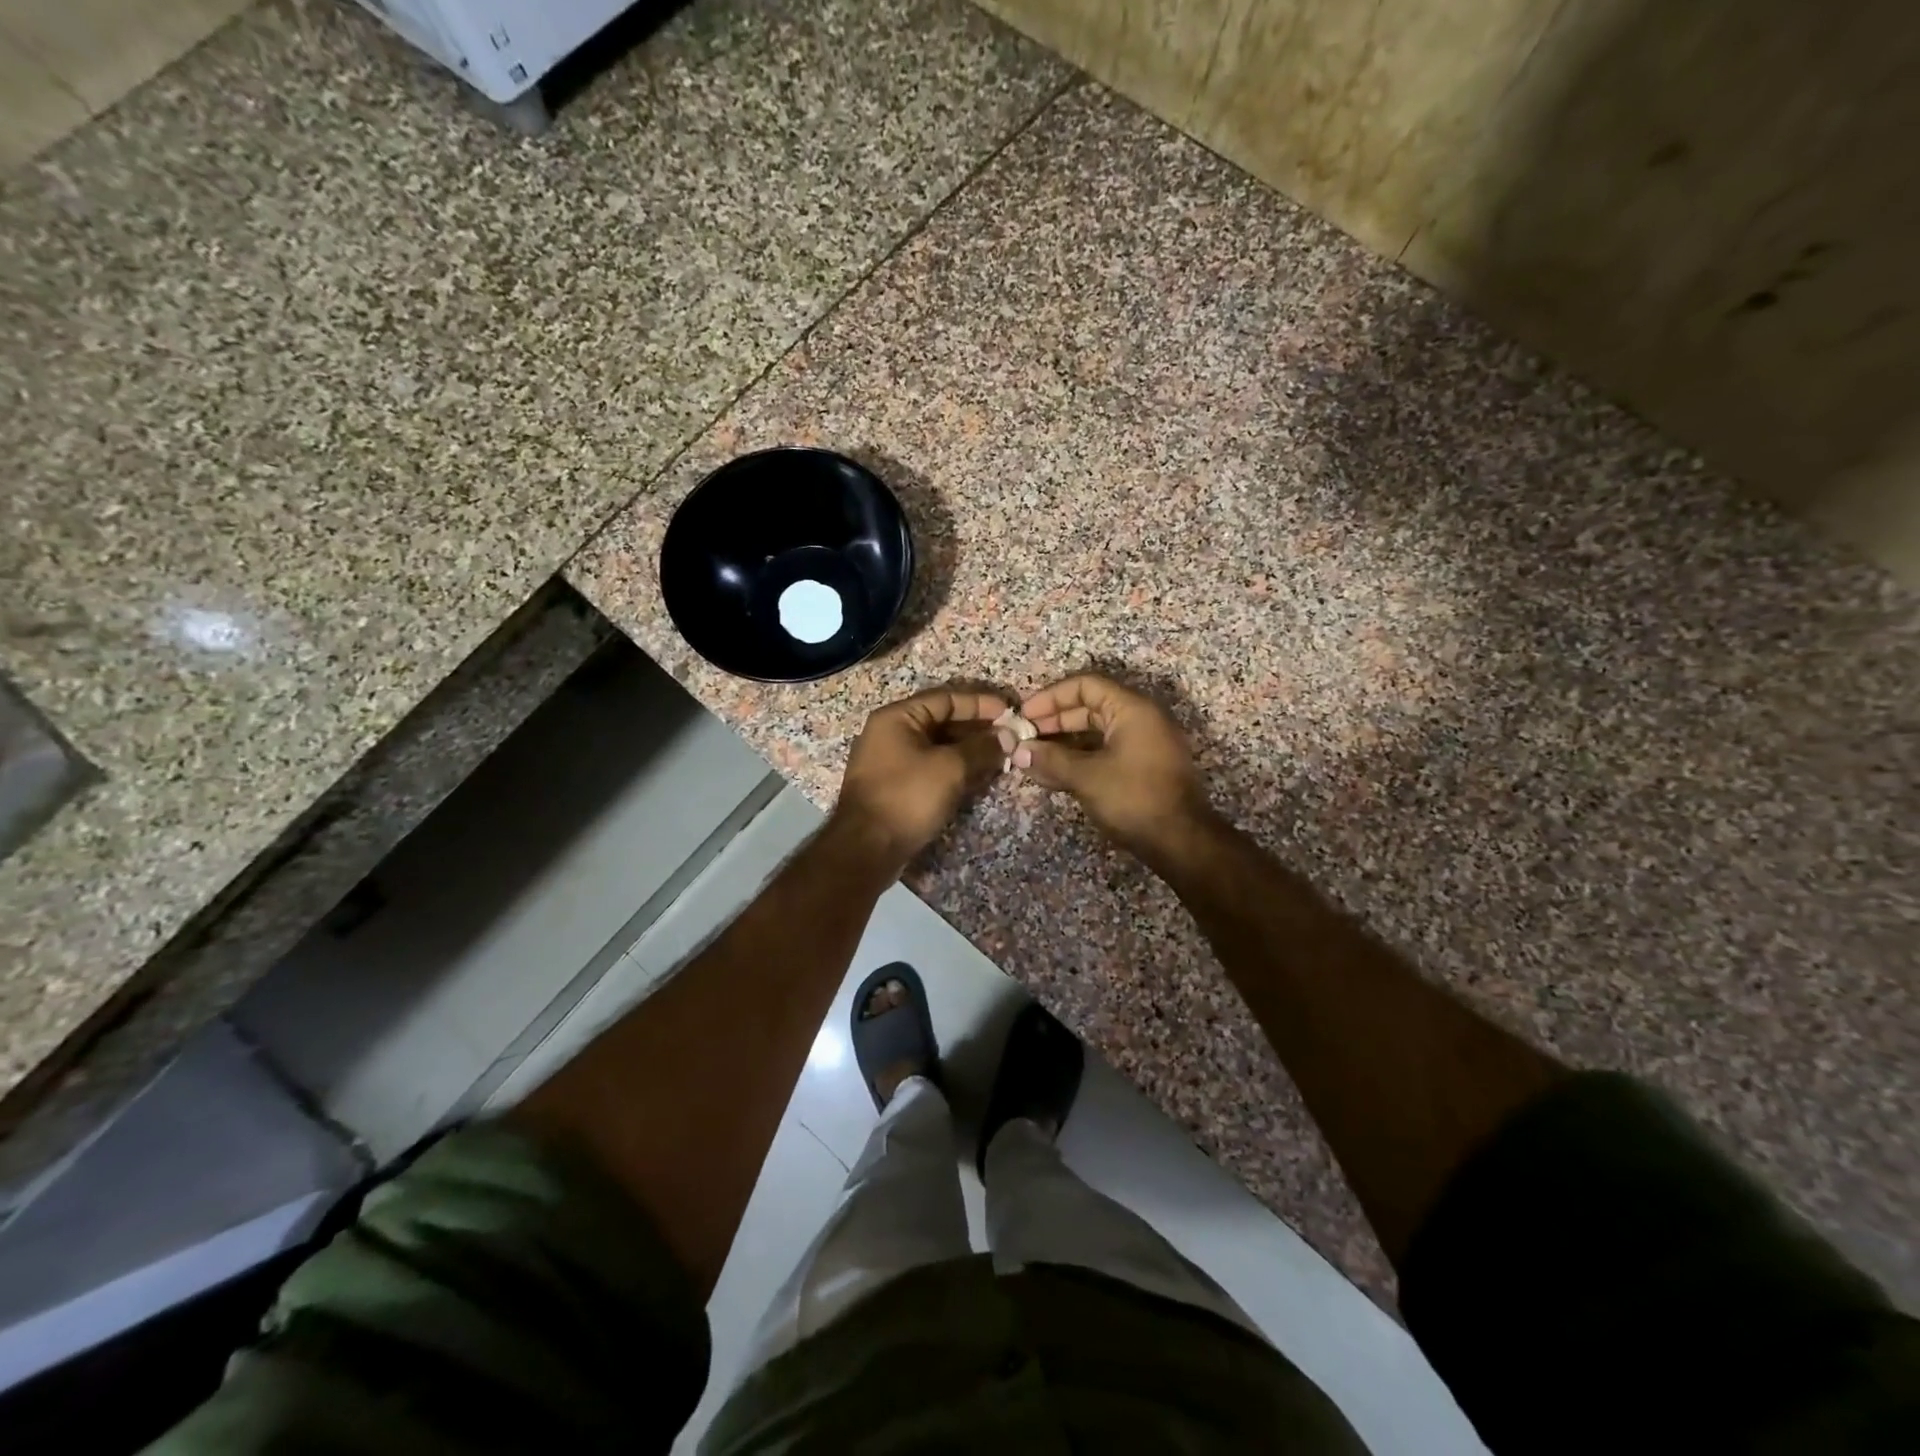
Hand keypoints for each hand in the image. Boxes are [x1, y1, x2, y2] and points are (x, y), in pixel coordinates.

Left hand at [833, 687, 1009, 867]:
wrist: (867, 849)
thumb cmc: (908, 797)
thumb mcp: (950, 768)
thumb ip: (981, 748)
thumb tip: (1008, 736)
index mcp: (897, 717)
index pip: (946, 698)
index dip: (980, 704)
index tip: (1009, 712)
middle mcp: (890, 733)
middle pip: (941, 721)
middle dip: (977, 729)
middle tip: (1010, 737)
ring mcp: (891, 762)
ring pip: (938, 747)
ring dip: (969, 751)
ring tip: (1002, 757)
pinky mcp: (895, 787)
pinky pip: (931, 768)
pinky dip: (955, 769)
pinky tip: (979, 777)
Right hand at [1015, 674, 1211, 860]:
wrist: (1180, 842)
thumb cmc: (1134, 798)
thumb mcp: (1087, 777)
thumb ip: (1051, 759)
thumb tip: (1019, 751)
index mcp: (1132, 709)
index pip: (1085, 685)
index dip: (1050, 696)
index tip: (1024, 714)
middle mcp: (1140, 719)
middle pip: (1089, 707)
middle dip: (1053, 721)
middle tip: (1024, 736)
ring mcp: (1143, 745)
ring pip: (1094, 733)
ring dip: (1062, 743)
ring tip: (1032, 757)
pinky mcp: (1141, 768)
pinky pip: (1103, 752)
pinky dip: (1078, 759)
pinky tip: (1051, 774)